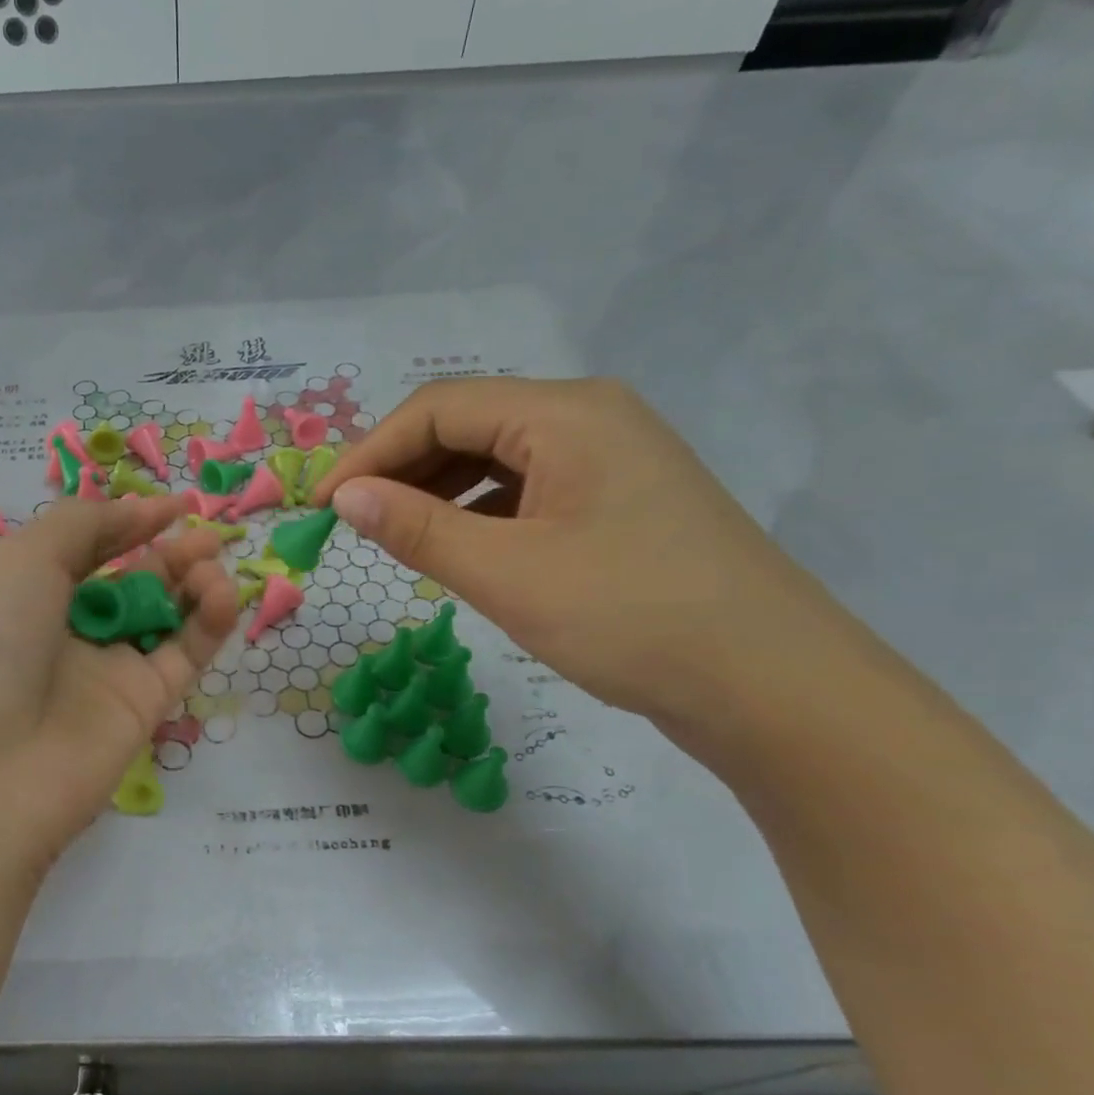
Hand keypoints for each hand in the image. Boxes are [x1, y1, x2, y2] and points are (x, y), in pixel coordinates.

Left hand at [0, 494, 238, 883]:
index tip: (172, 506)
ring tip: (211, 566)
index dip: (127, 525)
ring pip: (163, 620)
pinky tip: (221, 595)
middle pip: (129, 584)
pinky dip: (207, 624)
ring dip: (192, 585)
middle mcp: (64, 635)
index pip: (85, 552)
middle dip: (168, 555)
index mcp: (24, 596)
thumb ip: (83, 526)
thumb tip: (140, 512)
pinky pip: (182, 657)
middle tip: (204, 536)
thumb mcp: (21, 561)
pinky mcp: (142, 710)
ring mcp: (105, 675)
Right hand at [309, 377, 846, 726]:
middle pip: (467, 424)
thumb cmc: (630, 617)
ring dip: (434, 491)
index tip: (321, 507)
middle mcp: (589, 417)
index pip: (438, 409)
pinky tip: (454, 547)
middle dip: (398, 469)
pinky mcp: (617, 502)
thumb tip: (344, 497)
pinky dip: (476, 512)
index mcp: (565, 414)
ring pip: (495, 459)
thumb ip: (416, 528)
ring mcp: (609, 460)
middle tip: (348, 523)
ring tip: (391, 536)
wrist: (772, 685)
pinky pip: (525, 490)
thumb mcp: (507, 573)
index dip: (368, 452)